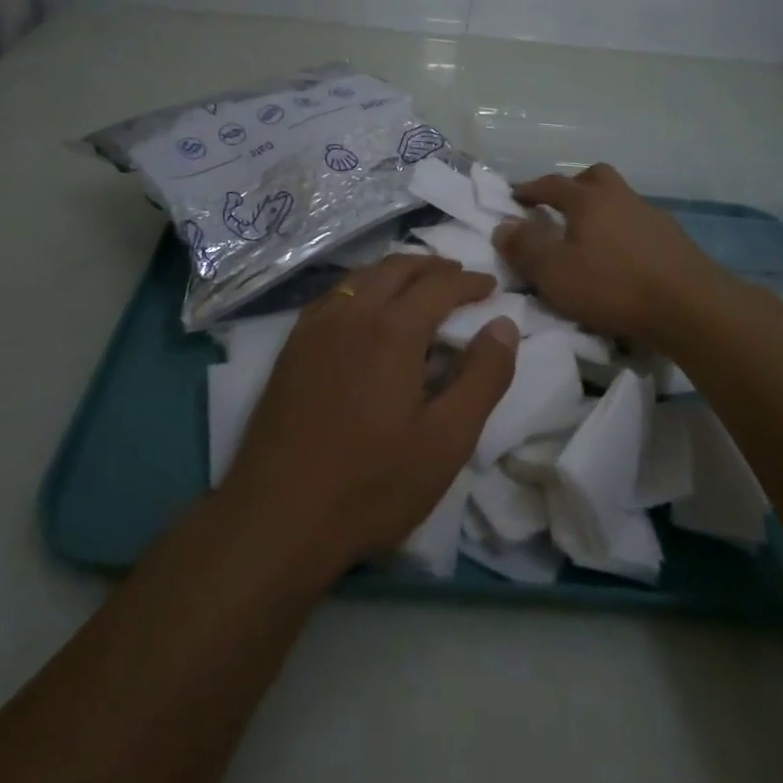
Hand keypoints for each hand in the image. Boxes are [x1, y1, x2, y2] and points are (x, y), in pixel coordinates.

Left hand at [219, 255, 517, 579]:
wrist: (278, 516)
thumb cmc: (372, 483)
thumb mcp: (447, 440)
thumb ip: (483, 377)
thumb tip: (504, 324)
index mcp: (392, 329)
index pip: (439, 286)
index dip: (470, 282)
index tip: (492, 287)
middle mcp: (352, 313)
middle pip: (397, 268)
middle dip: (432, 266)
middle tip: (458, 276)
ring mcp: (315, 327)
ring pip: (362, 276)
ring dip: (396, 271)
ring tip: (418, 285)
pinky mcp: (292, 346)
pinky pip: (334, 295)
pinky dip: (362, 286)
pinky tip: (365, 309)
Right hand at [493, 163, 734, 347]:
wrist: (690, 306)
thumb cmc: (612, 285)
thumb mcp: (554, 272)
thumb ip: (524, 248)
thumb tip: (503, 226)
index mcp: (588, 200)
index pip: (552, 184)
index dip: (530, 188)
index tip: (515, 196)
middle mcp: (620, 198)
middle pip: (595, 177)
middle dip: (574, 186)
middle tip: (560, 207)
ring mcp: (651, 216)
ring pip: (621, 201)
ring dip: (602, 212)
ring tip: (591, 240)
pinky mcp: (674, 241)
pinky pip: (640, 226)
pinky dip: (624, 235)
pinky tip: (622, 260)